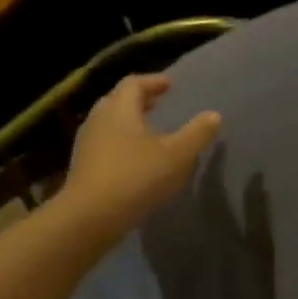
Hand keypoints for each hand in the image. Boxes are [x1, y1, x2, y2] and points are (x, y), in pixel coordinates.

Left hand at [58, 74, 219, 242]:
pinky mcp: (83, 168)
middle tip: (158, 105)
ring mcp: (87, 145)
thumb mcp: (177, 154)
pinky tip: (136, 161)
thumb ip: (197, 133)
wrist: (91, 217)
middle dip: (138, 100)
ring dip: (129, 123)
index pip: (133, 84)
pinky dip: (121, 144)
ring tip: (149, 133)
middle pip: (117, 101)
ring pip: (108, 124)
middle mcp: (99, 120)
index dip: (153, 82)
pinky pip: (104, 145)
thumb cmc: (137, 176)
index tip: (170, 86)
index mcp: (119, 109)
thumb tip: (214, 115)